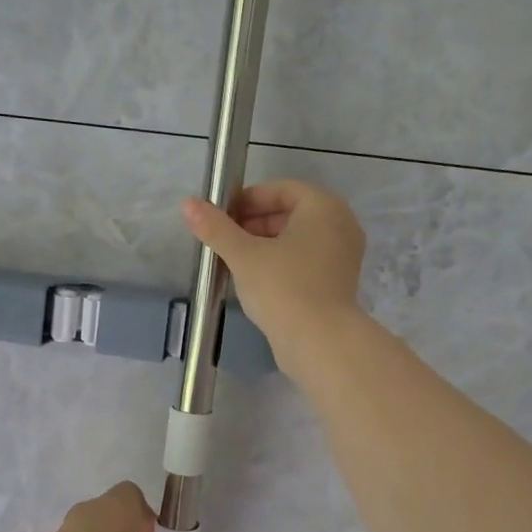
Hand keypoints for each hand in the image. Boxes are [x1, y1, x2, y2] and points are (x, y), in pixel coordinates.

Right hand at [181, 181, 366, 378]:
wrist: (320, 342)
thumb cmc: (283, 288)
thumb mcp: (243, 255)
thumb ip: (216, 228)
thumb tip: (188, 203)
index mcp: (324, 207)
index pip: (281, 189)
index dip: (248, 199)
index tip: (221, 216)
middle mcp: (340, 225)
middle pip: (290, 213)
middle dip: (254, 223)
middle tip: (224, 239)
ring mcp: (342, 256)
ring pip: (297, 239)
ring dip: (265, 245)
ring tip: (234, 261)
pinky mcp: (337, 283)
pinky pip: (305, 261)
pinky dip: (281, 263)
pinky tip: (256, 281)